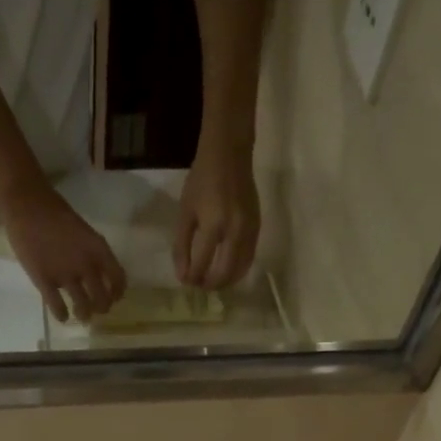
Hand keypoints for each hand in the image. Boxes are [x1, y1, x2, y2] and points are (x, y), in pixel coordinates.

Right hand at [0, 179, 126, 323]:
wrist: (27, 204)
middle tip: (97, 310)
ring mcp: (65, 275)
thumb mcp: (84, 231)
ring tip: (83, 316)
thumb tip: (97, 273)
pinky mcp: (44, 281)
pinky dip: (62, 315)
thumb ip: (93, 252)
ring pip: (82, 306)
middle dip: (102, 308)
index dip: (118, 292)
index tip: (115, 297)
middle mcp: (86, 265)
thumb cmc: (55, 213)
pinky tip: (63, 317)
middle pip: (101, 298)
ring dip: (84, 315)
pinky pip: (57, 306)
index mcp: (99, 250)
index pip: (118, 280)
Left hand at [173, 139, 259, 288]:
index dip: (192, 277)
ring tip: (211, 281)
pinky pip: (249, 259)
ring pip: (240, 270)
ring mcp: (249, 231)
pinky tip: (227, 270)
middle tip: (199, 285)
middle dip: (210, 284)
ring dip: (225, 281)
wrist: (229, 155)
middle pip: (224, 273)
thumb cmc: (202, 180)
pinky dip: (237, 270)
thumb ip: (181, 246)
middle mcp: (234, 232)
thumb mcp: (185, 212)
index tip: (185, 281)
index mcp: (213, 225)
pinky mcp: (258, 229)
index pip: (202, 264)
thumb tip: (183, 275)